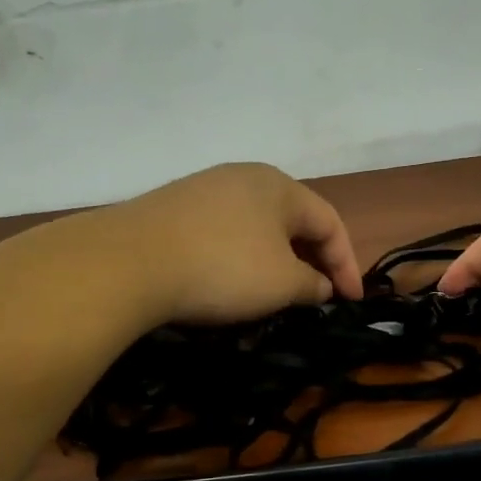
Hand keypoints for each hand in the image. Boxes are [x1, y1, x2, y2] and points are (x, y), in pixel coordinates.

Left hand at [115, 163, 362, 325]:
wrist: (129, 262)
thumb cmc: (224, 268)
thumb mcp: (282, 283)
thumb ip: (313, 285)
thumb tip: (320, 286)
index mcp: (280, 186)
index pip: (330, 222)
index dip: (347, 264)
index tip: (351, 302)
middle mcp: (244, 177)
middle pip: (293, 221)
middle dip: (312, 261)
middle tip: (319, 297)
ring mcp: (204, 189)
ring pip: (257, 227)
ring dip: (276, 261)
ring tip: (278, 294)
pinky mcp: (173, 209)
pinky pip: (224, 233)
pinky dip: (241, 258)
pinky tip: (231, 282)